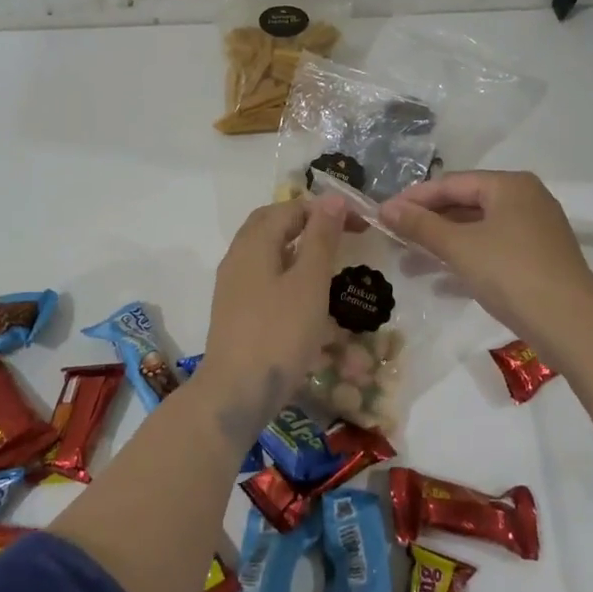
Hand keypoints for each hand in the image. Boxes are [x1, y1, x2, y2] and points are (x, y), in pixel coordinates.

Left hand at [199, 195, 348, 423]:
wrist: (236, 392)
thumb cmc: (279, 334)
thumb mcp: (309, 283)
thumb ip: (321, 239)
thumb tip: (332, 199)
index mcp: (255, 242)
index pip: (291, 208)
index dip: (326, 209)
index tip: (359, 224)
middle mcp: (238, 255)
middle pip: (271, 223)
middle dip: (307, 220)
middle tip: (341, 233)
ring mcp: (232, 284)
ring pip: (265, 248)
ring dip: (296, 244)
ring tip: (327, 259)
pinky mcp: (235, 309)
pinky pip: (262, 273)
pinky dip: (286, 268)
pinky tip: (304, 291)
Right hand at [381, 171, 592, 354]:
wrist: (572, 324)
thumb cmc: (511, 273)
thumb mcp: (459, 247)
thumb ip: (421, 225)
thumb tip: (386, 209)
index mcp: (509, 185)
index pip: (451, 183)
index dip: (414, 199)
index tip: (383, 214)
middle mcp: (524, 199)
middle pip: (465, 204)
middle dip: (428, 224)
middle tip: (393, 238)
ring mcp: (534, 230)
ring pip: (477, 230)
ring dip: (442, 245)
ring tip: (409, 263)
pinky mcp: (538, 259)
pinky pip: (492, 250)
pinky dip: (466, 260)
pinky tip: (440, 283)